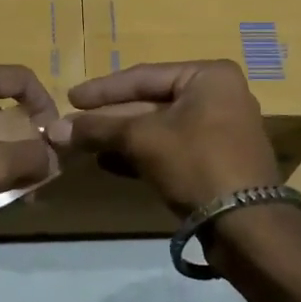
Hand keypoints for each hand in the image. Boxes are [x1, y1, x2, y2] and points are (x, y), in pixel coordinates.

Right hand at [49, 60, 278, 216]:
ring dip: (120, 138)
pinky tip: (108, 162)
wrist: (247, 225)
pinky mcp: (216, 161)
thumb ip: (99, 129)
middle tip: (72, 126)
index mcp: (209, 76)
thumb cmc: (196, 163)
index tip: (70, 97)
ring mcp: (220, 130)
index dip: (103, 89)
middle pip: (151, 102)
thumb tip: (53, 128)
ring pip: (158, 128)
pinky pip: (170, 149)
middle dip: (109, 118)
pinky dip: (140, 154)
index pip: (144, 76)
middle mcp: (219, 96)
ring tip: (83, 145)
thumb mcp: (142, 139)